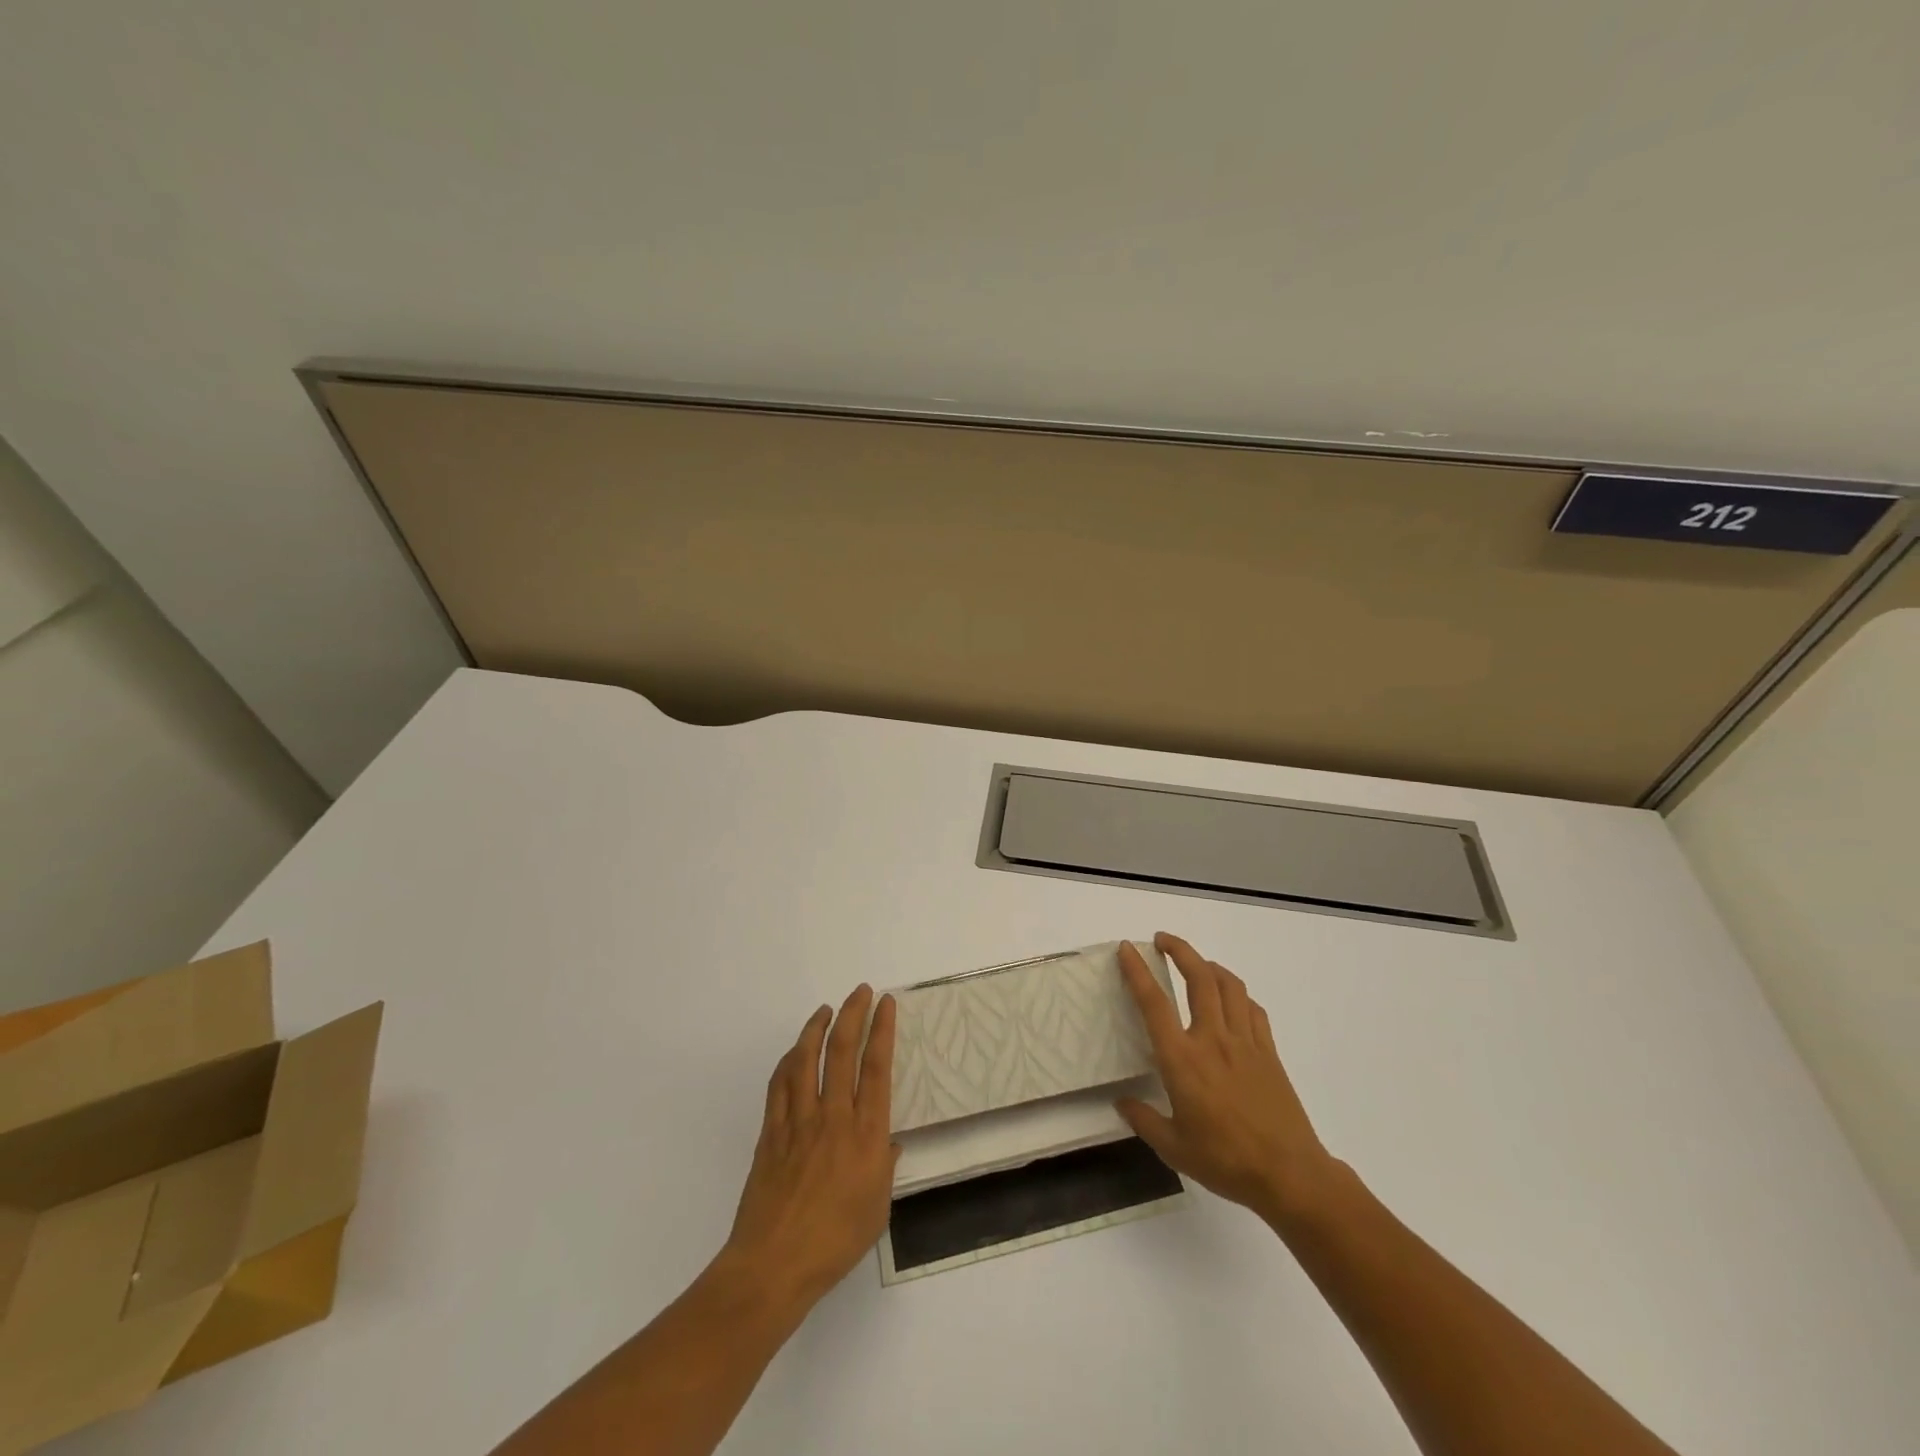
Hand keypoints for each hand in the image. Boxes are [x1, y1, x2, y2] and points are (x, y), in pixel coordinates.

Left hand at [720, 986, 899, 1308]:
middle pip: (842, 1052)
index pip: (876, 1068)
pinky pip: (779, 1085)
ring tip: (826, 1010)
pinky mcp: (770, 1133)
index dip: (882, 1030)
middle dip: (853, 1014)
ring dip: (816, 1028)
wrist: (774, 1266)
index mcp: (865, 1134)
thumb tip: (888, 1143)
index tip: (886, 1004)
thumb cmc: (835, 1243)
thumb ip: (884, 1168)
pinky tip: (794, 1053)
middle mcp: (833, 1117)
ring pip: (806, 1060)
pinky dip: (787, 1061)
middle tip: (860, 991)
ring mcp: (798, 1122)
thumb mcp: (877, 1210)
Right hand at [1116, 933, 1337, 1222]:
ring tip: (1196, 964)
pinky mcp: (1269, 1052)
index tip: (1127, 949)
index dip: (1138, 972)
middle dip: (1180, 950)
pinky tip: (1232, 1001)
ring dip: (1209, 965)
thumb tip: (1122, 1103)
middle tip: (1162, 940)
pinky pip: (1253, 1010)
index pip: (1154, 1004)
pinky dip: (1239, 995)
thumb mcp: (1173, 1149)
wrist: (1289, 1175)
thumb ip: (1144, 1120)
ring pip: (1229, 985)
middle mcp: (1212, 1040)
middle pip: (1198, 978)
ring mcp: (1245, 1043)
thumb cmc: (1225, 1161)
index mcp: (1182, 1060)